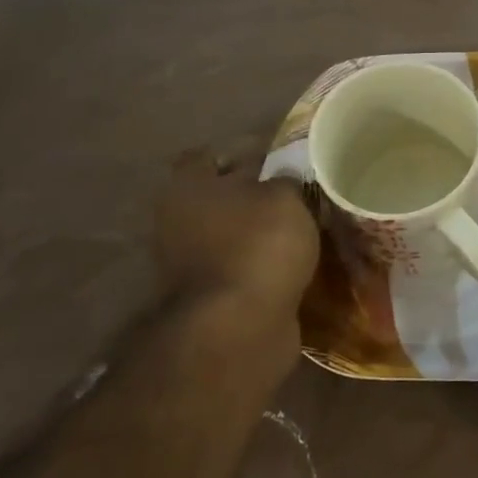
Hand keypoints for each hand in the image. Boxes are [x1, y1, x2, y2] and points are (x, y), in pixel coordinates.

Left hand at [156, 150, 319, 308]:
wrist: (239, 326)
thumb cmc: (258, 245)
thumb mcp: (286, 198)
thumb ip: (285, 180)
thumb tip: (284, 178)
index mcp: (188, 187)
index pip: (207, 156)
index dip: (240, 151)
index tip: (276, 156)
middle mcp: (177, 220)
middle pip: (218, 196)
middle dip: (252, 194)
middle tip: (295, 192)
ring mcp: (188, 262)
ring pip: (230, 232)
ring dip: (258, 231)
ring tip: (300, 227)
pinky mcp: (209, 295)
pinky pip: (239, 265)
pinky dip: (261, 261)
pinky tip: (292, 259)